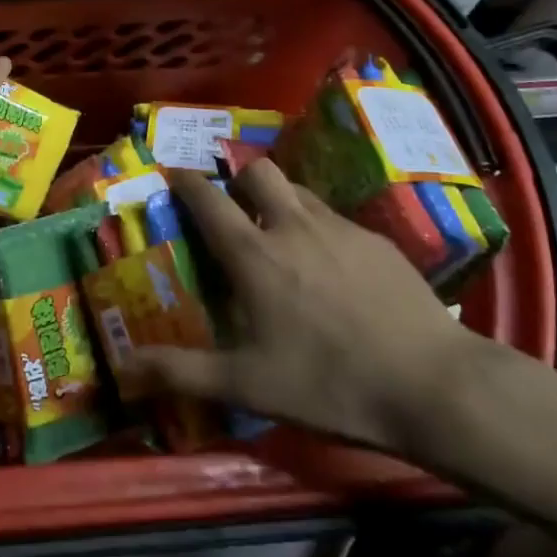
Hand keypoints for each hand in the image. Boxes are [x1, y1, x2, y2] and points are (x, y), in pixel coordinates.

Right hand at [125, 160, 474, 453]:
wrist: (433, 385)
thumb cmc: (330, 383)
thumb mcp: (248, 385)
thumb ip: (182, 371)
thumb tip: (124, 368)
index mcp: (254, 254)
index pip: (209, 200)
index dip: (186, 182)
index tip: (173, 173)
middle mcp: (292, 226)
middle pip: (258, 171)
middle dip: (237, 177)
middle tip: (233, 206)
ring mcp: (340, 228)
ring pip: (298, 190)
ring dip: (278, 199)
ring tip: (279, 233)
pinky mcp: (377, 241)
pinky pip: (334, 217)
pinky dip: (317, 227)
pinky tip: (330, 267)